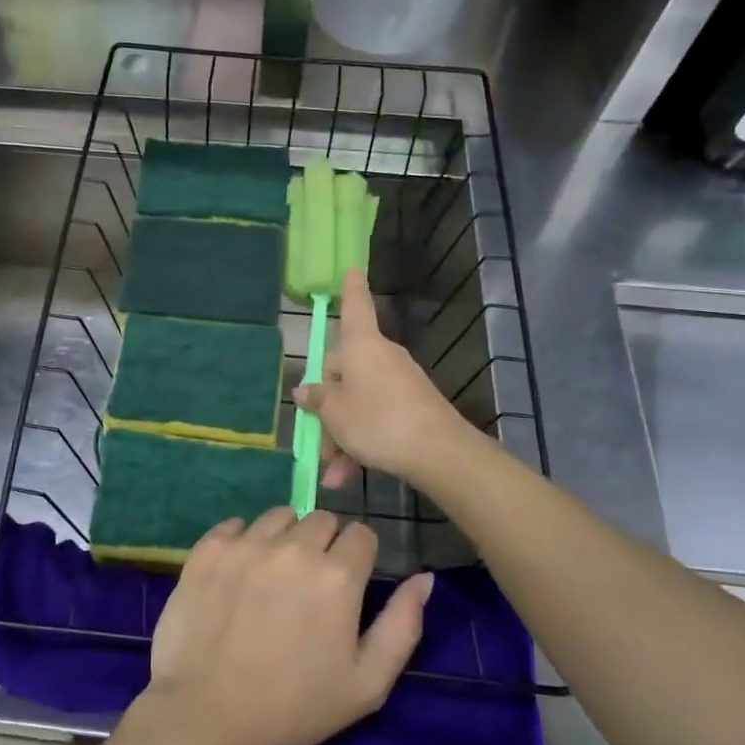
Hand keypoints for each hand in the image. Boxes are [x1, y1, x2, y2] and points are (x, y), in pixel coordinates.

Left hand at [141, 508, 433, 744]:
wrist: (209, 716)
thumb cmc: (295, 707)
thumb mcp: (367, 683)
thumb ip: (402, 625)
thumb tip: (424, 578)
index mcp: (337, 575)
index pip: (361, 534)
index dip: (359, 556)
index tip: (347, 583)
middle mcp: (293, 547)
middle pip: (321, 519)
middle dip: (324, 544)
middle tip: (310, 585)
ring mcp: (247, 543)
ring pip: (279, 516)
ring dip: (285, 537)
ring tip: (273, 578)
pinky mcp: (209, 548)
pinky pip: (236, 525)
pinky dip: (243, 541)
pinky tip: (239, 574)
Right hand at [294, 267, 473, 489]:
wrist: (439, 453)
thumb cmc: (378, 421)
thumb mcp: (335, 414)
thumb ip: (317, 400)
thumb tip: (305, 391)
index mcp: (361, 346)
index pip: (355, 306)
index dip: (351, 289)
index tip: (352, 267)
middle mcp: (381, 357)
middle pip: (345, 373)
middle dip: (328, 410)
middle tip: (316, 442)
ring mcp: (399, 382)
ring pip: (358, 403)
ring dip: (341, 436)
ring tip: (332, 472)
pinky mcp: (413, 407)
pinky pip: (376, 419)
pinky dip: (361, 443)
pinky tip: (348, 476)